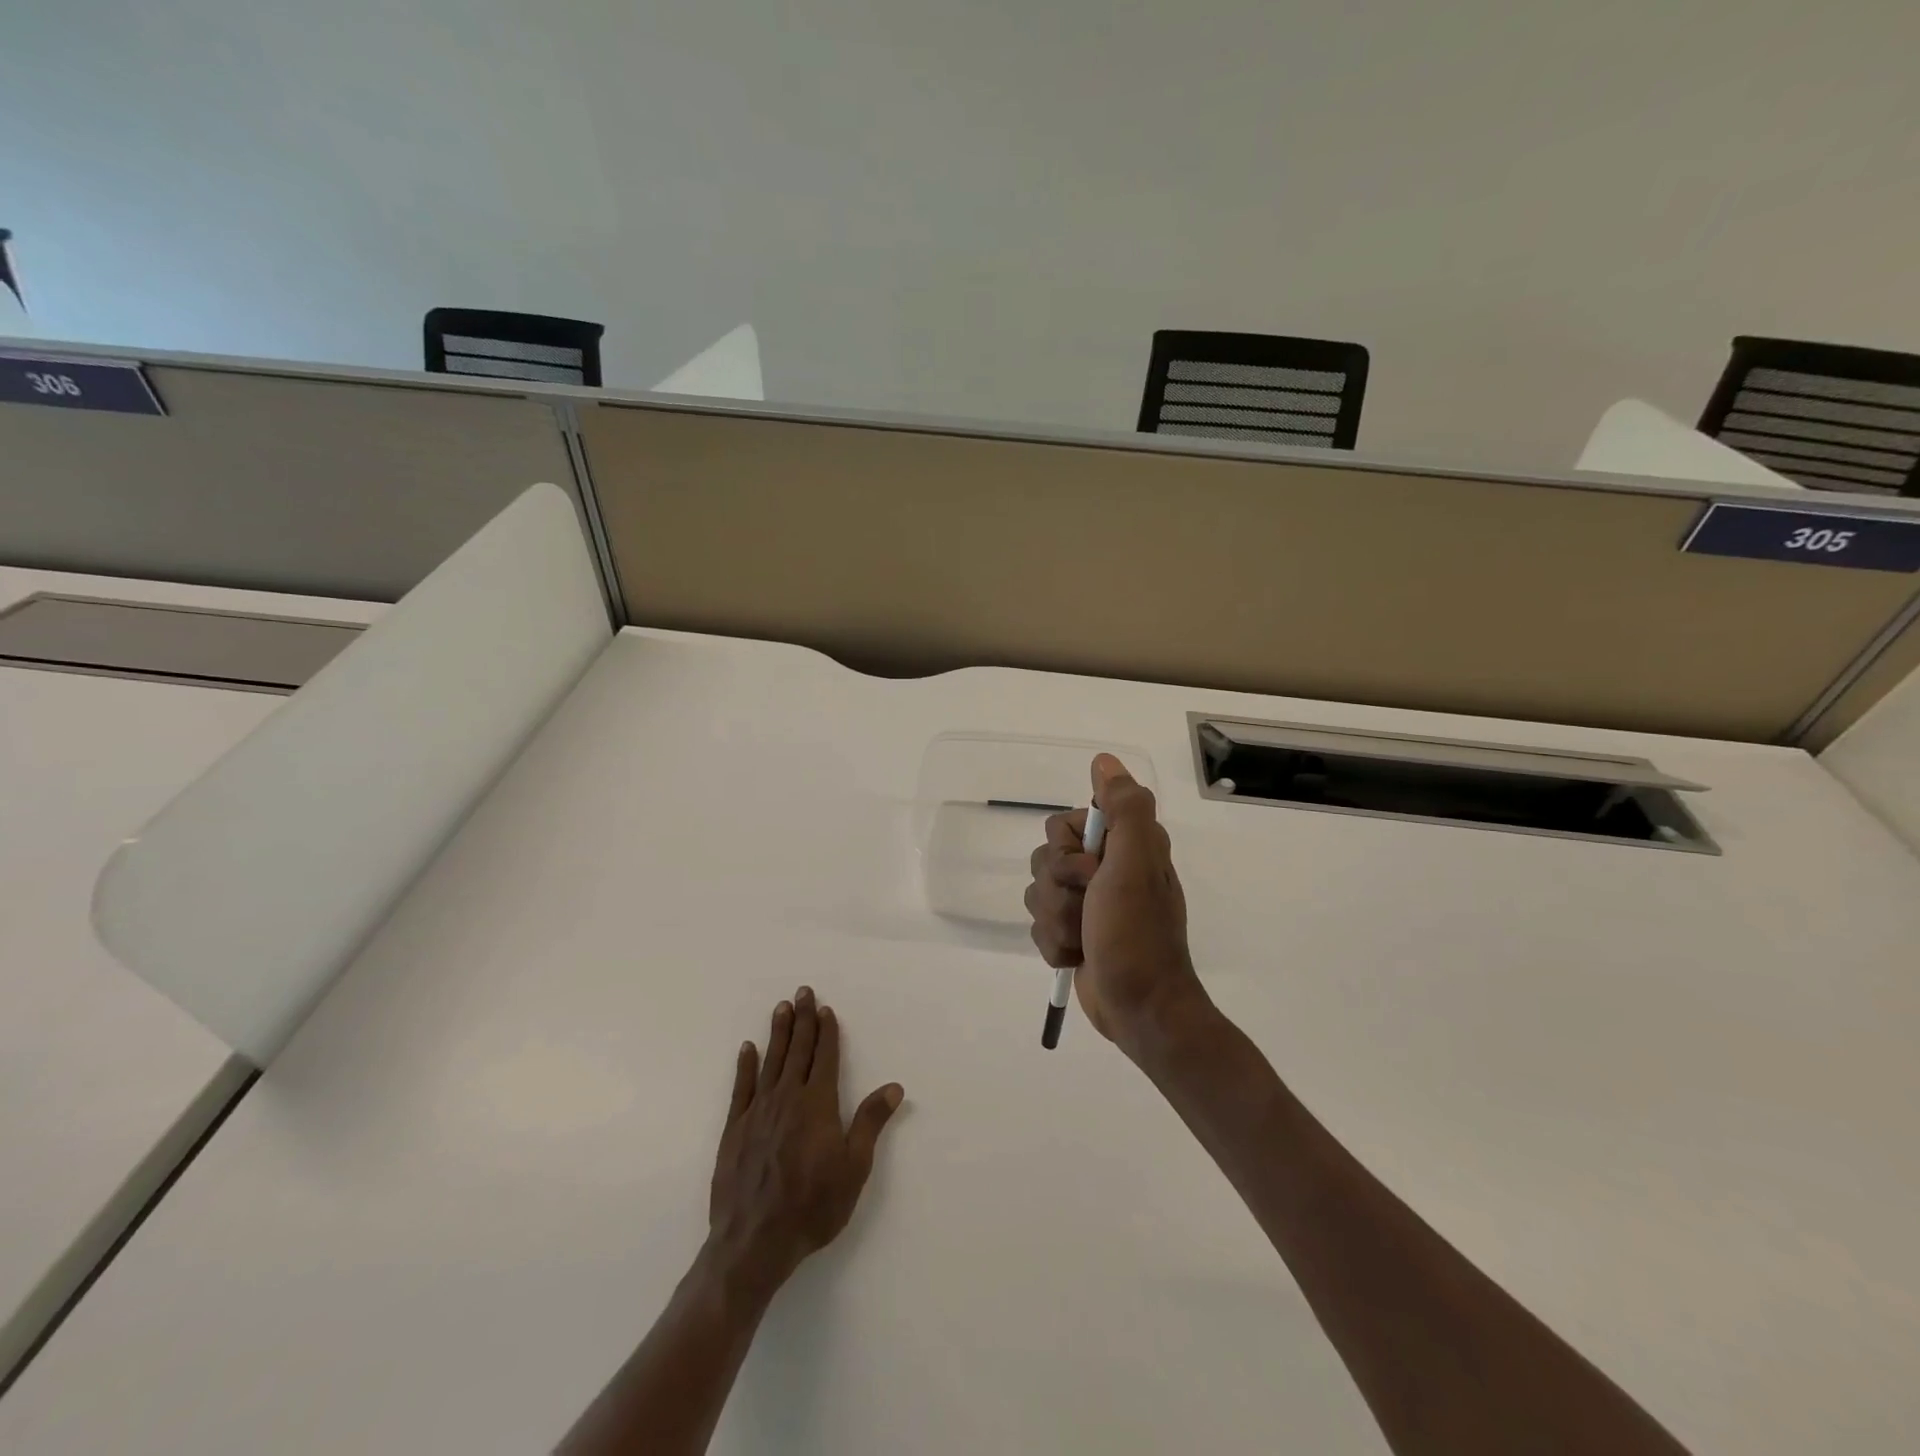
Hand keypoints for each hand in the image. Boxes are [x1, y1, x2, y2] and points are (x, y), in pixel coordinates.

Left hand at [707, 986, 903, 1291]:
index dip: (827, 1031)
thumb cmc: (813, 1206)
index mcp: (818, 1104)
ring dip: (778, 1033)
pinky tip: (748, 1049)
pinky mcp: (734, 1129)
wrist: (754, 1242)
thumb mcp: (854, 1167)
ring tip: (781, 1008)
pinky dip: (745, 1065)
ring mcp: (757, 1111)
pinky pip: (741, 1087)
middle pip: (798, 1050)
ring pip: (771, 1061)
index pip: (824, 1057)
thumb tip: (894, 1087)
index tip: (826, 1009)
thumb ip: (870, 1122)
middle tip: (803, 992)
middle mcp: (787, 1097)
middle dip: (803, 1019)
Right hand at [1025, 754, 1210, 1053]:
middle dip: (1058, 892)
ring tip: (1085, 939)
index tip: (1090, 872)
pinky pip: (1038, 925)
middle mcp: (1105, 866)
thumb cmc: (1137, 935)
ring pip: (1036, 894)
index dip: (1066, 851)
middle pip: (1043, 859)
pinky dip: (1055, 944)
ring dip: (1056, 922)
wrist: (1140, 1008)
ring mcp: (1087, 901)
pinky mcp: (1074, 931)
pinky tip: (1079, 956)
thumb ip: (1124, 809)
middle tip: (1090, 909)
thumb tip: (1103, 761)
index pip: (1061, 824)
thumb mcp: (1135, 865)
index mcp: (1123, 844)